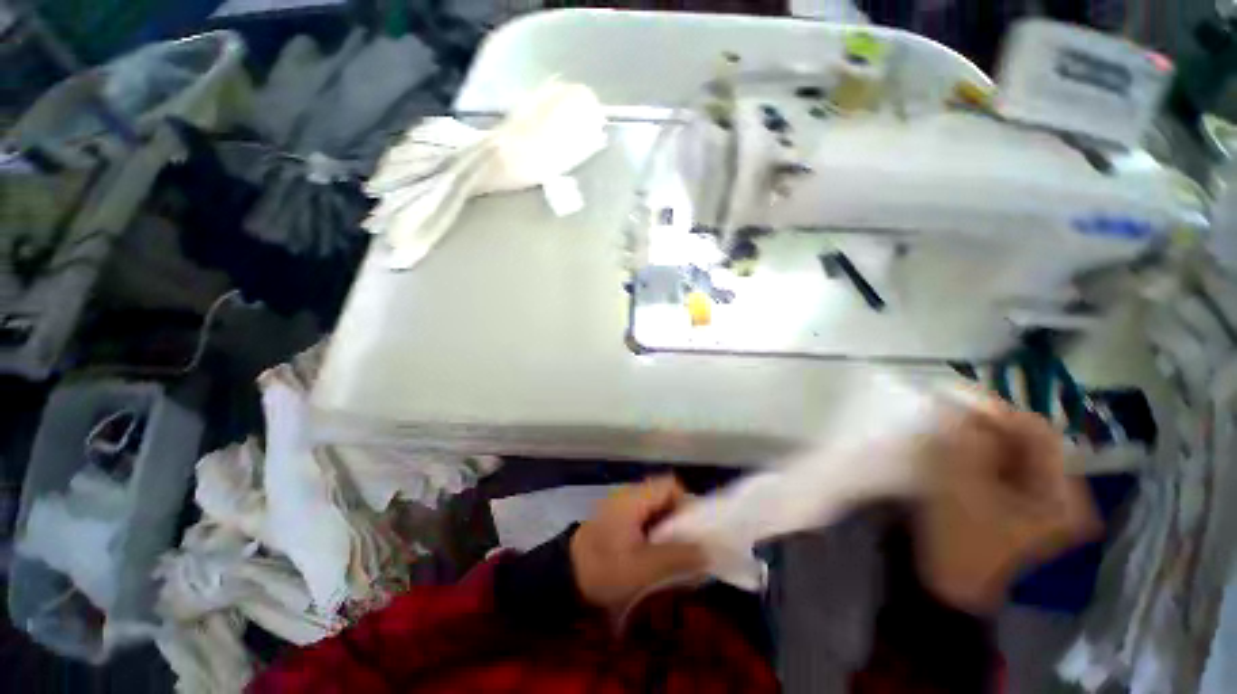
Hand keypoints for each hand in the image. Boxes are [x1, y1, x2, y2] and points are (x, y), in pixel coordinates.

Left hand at [571, 477, 707, 610]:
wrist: (564, 576)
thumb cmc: (603, 569)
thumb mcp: (643, 568)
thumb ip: (677, 557)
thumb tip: (708, 552)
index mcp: (634, 498)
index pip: (670, 484)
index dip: (685, 502)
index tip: (691, 531)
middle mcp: (628, 495)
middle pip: (664, 496)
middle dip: (678, 519)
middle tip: (684, 547)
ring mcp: (621, 506)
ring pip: (655, 508)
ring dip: (667, 528)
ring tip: (670, 554)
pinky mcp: (616, 519)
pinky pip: (644, 518)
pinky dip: (654, 532)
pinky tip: (653, 555)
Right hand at [916, 400, 1102, 614]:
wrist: (949, 583)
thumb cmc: (960, 540)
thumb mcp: (960, 488)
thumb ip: (964, 445)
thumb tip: (960, 408)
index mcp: (1062, 496)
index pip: (1040, 434)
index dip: (1000, 413)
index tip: (962, 401)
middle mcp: (1062, 494)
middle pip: (1028, 442)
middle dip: (988, 427)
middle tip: (950, 417)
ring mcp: (1042, 499)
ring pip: (1013, 451)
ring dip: (981, 439)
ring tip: (949, 433)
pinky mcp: (1020, 501)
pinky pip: (1003, 464)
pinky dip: (979, 453)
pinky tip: (956, 453)